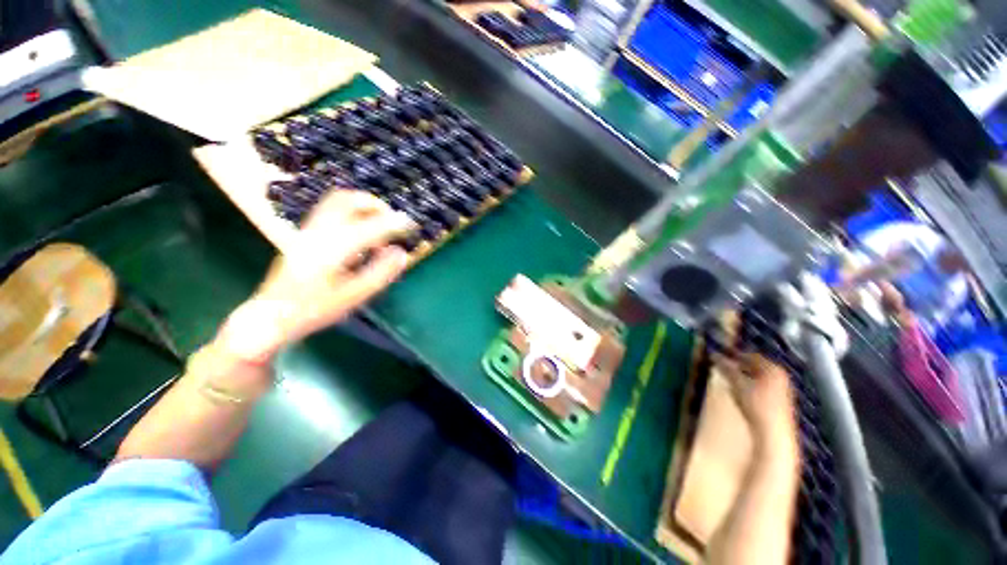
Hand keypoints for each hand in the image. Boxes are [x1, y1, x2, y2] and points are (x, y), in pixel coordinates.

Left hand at [218, 191, 415, 362]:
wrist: (272, 315)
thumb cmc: (315, 309)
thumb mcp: (353, 296)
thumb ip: (380, 273)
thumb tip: (401, 253)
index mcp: (333, 248)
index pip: (370, 226)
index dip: (394, 223)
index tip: (411, 224)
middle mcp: (319, 232)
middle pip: (348, 200)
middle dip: (375, 205)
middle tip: (393, 219)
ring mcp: (308, 231)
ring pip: (336, 202)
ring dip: (362, 207)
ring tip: (379, 224)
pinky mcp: (305, 235)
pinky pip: (330, 212)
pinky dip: (351, 214)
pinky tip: (360, 233)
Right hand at [715, 352, 798, 457]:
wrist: (773, 433)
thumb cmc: (756, 404)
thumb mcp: (737, 383)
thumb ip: (726, 368)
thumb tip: (714, 355)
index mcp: (773, 368)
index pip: (750, 355)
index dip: (733, 355)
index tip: (719, 356)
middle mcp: (781, 376)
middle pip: (756, 366)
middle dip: (739, 365)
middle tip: (722, 366)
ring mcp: (783, 390)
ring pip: (758, 377)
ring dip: (743, 376)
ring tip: (728, 378)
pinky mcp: (780, 402)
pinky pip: (762, 387)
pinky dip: (750, 385)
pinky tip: (740, 392)